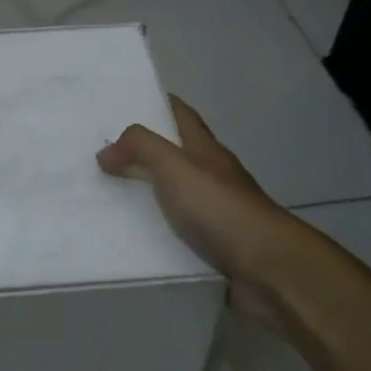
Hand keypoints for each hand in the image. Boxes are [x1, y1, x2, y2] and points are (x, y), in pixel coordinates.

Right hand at [98, 95, 302, 327]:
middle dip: (144, 151)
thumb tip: (105, 152)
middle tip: (103, 153)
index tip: (127, 100)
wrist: (268, 269)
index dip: (159, 103)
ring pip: (175, 195)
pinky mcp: (216, 247)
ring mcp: (217, 213)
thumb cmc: (220, 207)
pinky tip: (133, 240)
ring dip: (148, 194)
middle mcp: (213, 176)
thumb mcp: (174, 166)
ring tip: (107, 197)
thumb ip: (139, 148)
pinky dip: (157, 232)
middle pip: (176, 154)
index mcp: (205, 149)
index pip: (181, 114)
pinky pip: (178, 233)